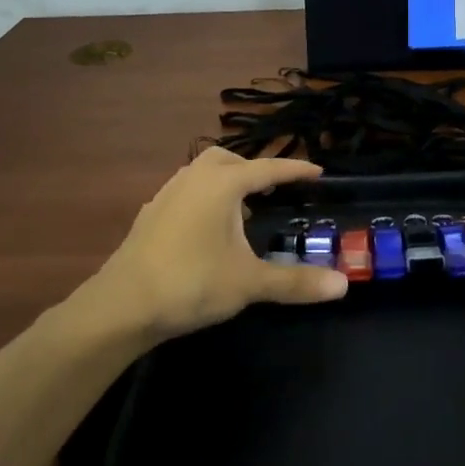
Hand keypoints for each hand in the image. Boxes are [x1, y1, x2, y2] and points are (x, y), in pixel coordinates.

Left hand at [85, 147, 345, 338]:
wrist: (121, 305)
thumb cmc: (191, 283)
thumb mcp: (249, 283)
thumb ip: (296, 282)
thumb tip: (343, 285)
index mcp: (222, 184)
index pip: (268, 168)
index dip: (295, 170)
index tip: (318, 172)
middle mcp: (193, 178)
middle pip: (228, 159)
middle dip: (253, 170)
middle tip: (273, 191)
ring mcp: (167, 195)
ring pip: (202, 173)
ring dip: (226, 183)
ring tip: (243, 211)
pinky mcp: (149, 215)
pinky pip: (185, 192)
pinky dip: (204, 199)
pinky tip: (208, 230)